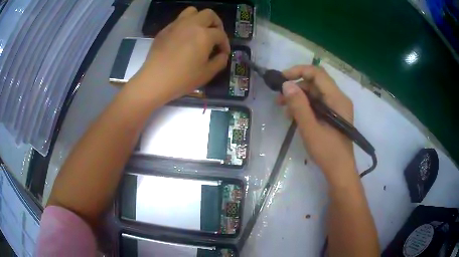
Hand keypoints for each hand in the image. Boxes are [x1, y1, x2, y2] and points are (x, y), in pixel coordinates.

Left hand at [135, 7, 230, 100]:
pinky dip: (186, 25)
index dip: (225, 43)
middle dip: (216, 23)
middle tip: (215, 36)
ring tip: (200, 31)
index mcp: (204, 35)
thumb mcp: (207, 74)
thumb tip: (222, 54)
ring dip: (200, 18)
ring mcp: (176, 25)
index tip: (223, 52)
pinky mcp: (165, 30)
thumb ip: (220, 61)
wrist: (154, 80)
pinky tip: (184, 38)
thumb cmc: (182, 78)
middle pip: (209, 14)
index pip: (221, 34)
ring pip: (192, 11)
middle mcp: (191, 24)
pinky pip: (179, 20)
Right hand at [278, 65, 355, 179]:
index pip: (317, 73)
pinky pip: (318, 104)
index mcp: (337, 98)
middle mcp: (339, 99)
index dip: (299, 71)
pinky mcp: (334, 115)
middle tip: (279, 99)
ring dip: (299, 98)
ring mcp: (337, 107)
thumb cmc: (327, 152)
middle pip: (316, 83)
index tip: (282, 79)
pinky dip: (306, 107)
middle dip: (296, 87)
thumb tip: (286, 85)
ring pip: (316, 94)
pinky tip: (294, 116)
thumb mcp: (310, 128)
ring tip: (284, 110)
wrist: (340, 171)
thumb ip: (299, 105)